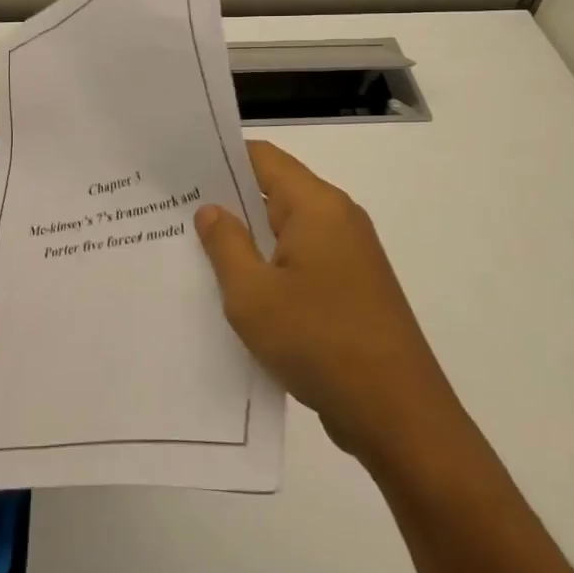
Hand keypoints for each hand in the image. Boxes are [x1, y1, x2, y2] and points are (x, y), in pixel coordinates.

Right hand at [195, 141, 460, 469]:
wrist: (398, 415)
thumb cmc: (320, 342)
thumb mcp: (253, 295)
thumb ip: (226, 244)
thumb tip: (211, 209)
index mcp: (317, 206)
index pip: (263, 158)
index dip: (220, 157)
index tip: (179, 169)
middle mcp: (338, 219)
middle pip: (275, 191)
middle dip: (227, 200)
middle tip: (175, 210)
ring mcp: (349, 255)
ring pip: (286, 230)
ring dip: (247, 238)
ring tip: (195, 248)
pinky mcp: (351, 288)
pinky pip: (301, 260)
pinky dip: (269, 266)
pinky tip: (236, 288)